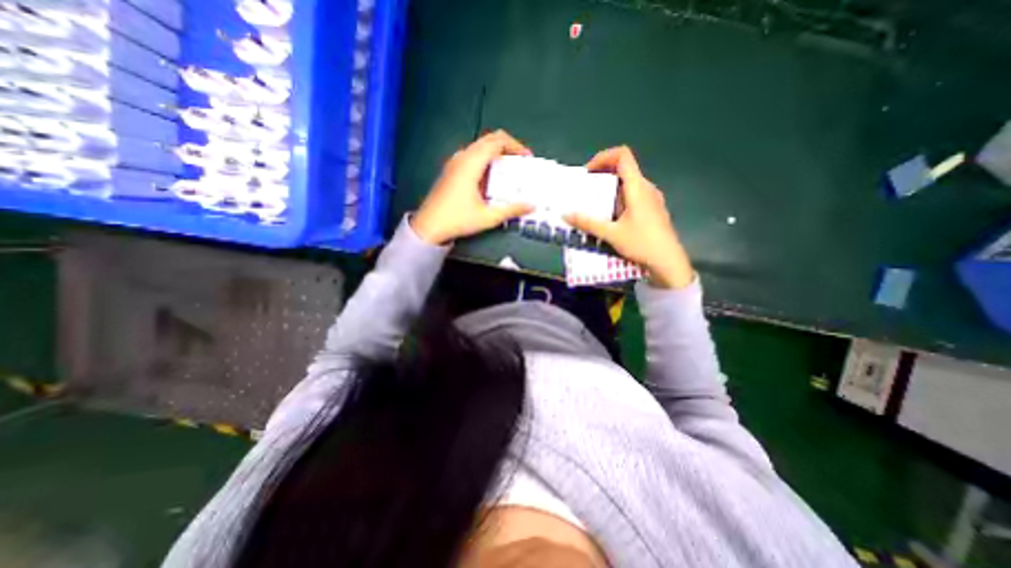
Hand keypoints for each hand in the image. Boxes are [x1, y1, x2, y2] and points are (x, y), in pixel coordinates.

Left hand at [410, 131, 536, 245]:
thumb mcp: (488, 217)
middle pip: (488, 140)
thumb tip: (532, 206)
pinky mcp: (451, 170)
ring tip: (507, 168)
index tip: (526, 158)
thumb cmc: (458, 220)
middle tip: (519, 162)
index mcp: (472, 163)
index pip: (497, 141)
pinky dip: (485, 159)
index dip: (515, 145)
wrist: (429, 227)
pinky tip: (489, 177)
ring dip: (495, 152)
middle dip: (507, 147)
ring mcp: (454, 162)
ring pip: (479, 147)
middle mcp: (462, 157)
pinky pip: (471, 155)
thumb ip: (511, 210)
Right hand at [560, 147, 694, 288]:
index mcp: (637, 186)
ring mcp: (651, 198)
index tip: (588, 173)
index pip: (622, 155)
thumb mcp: (611, 234)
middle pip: (623, 169)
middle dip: (602, 175)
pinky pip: (633, 196)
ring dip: (609, 189)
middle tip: (586, 190)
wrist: (668, 262)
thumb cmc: (642, 244)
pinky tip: (610, 217)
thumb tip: (565, 214)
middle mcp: (646, 187)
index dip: (603, 157)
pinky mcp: (652, 210)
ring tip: (594, 204)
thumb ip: (587, 223)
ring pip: (628, 184)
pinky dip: (618, 199)